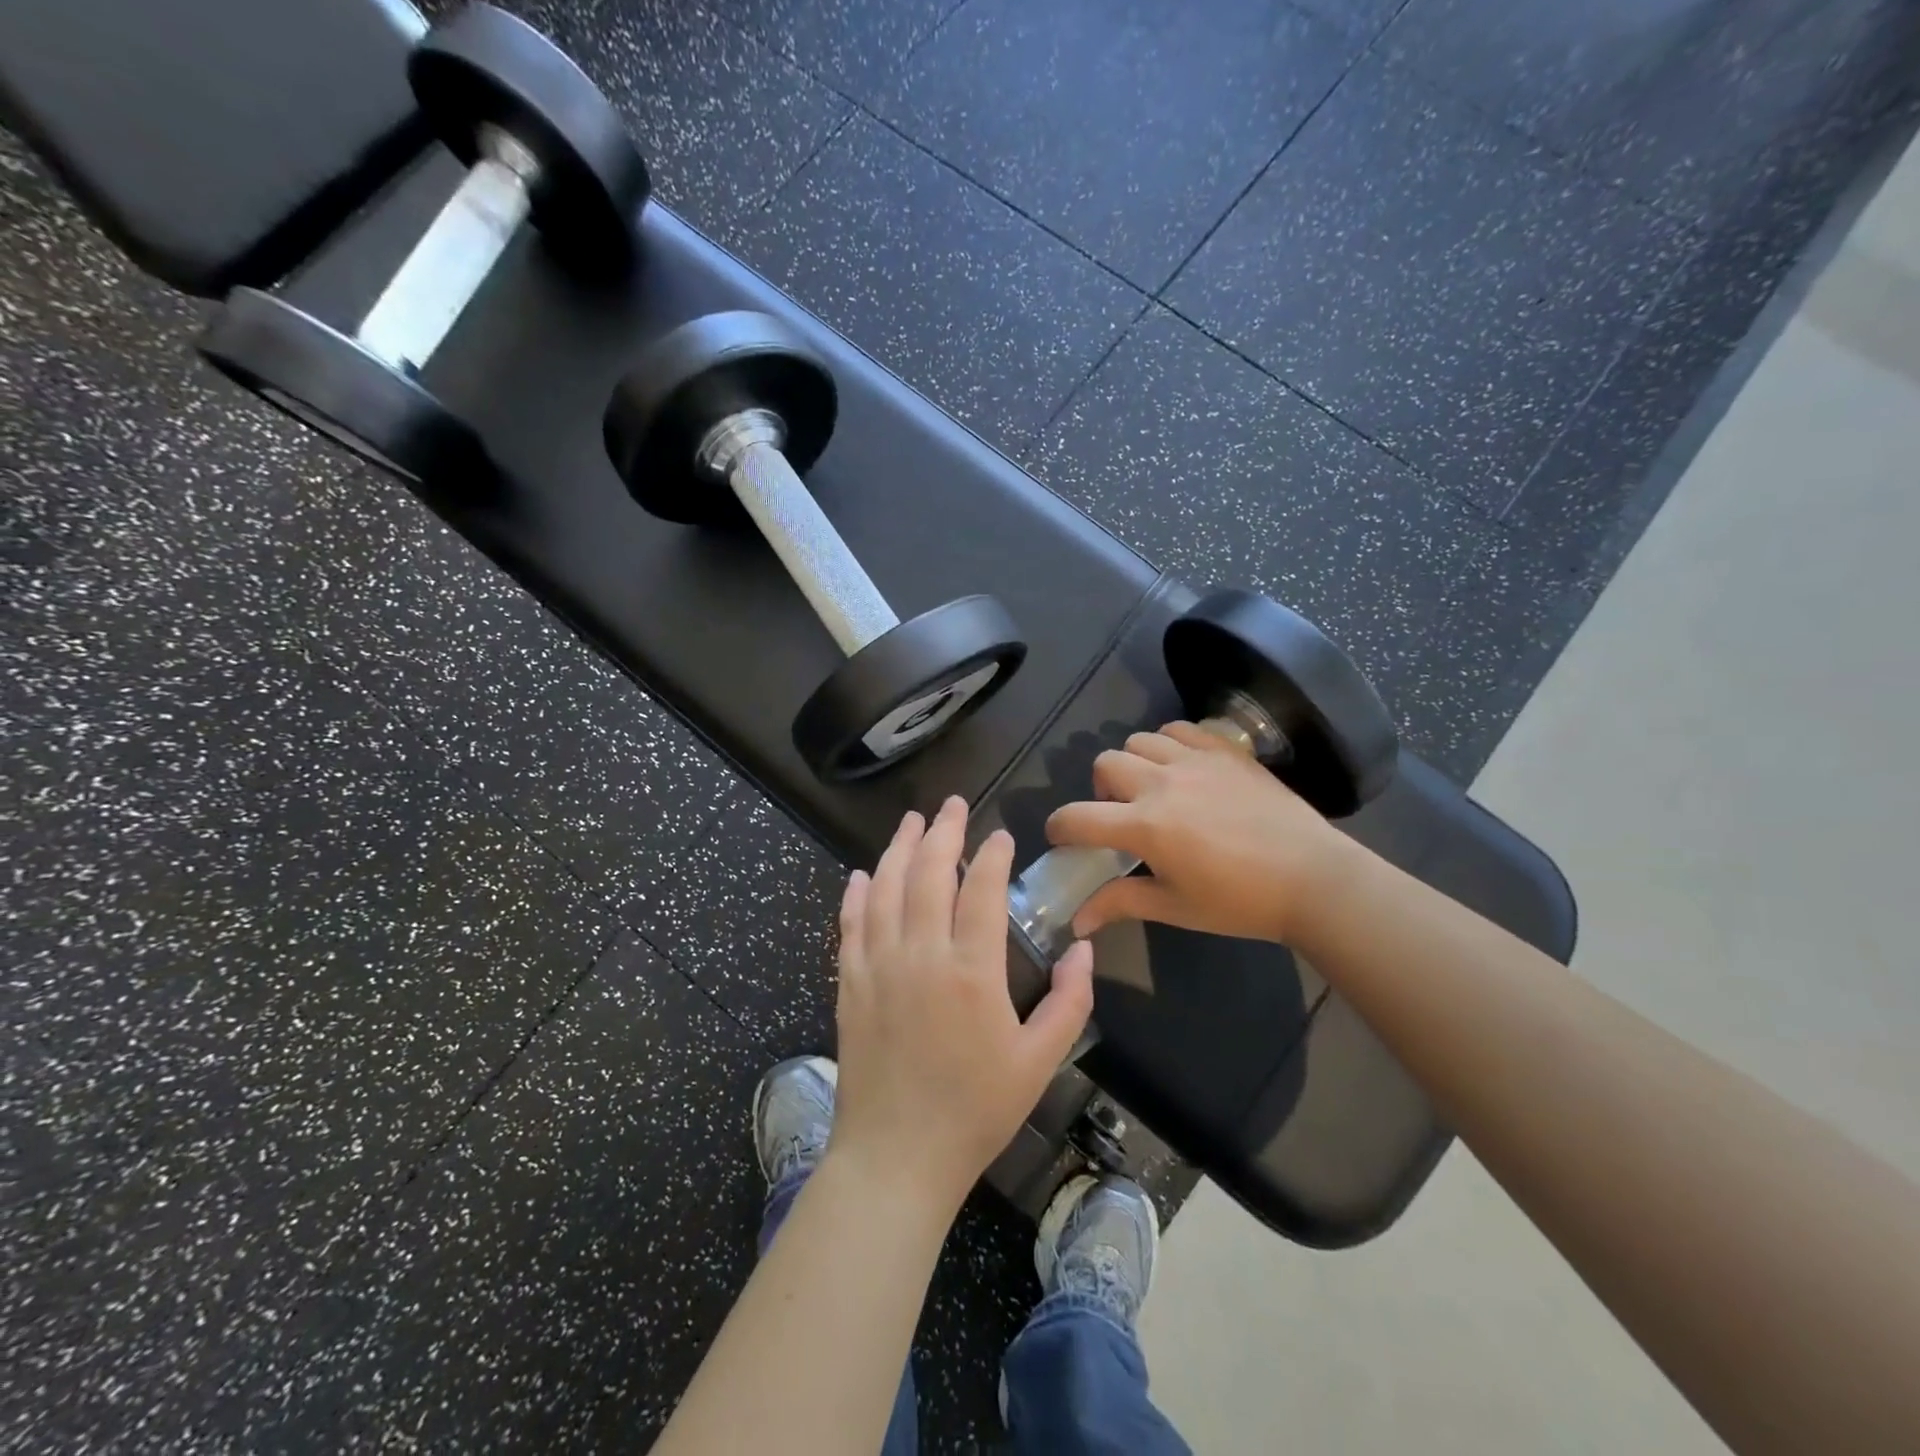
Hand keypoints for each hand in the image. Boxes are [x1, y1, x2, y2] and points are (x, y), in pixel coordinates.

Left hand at [830, 797, 1095, 1215]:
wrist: (897, 1157)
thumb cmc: (976, 1111)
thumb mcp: (1040, 1062)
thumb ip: (1069, 1001)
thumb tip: (1083, 947)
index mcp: (971, 971)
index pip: (980, 889)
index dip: (991, 854)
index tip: (1000, 835)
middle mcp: (920, 955)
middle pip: (927, 873)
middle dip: (942, 831)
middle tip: (952, 804)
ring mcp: (878, 966)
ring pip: (884, 888)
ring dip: (898, 848)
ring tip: (911, 821)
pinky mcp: (849, 984)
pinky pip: (850, 924)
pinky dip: (856, 893)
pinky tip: (863, 874)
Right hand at [1045, 722, 1348, 945]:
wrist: (1314, 880)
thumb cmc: (1240, 902)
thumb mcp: (1175, 908)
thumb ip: (1120, 903)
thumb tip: (1077, 922)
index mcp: (1145, 827)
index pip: (1078, 817)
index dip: (1059, 828)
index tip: (1062, 838)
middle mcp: (1162, 784)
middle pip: (1104, 764)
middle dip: (1099, 790)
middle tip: (1120, 814)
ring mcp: (1195, 761)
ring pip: (1139, 739)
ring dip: (1133, 762)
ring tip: (1152, 787)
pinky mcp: (1225, 751)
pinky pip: (1181, 728)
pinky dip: (1169, 742)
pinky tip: (1183, 768)